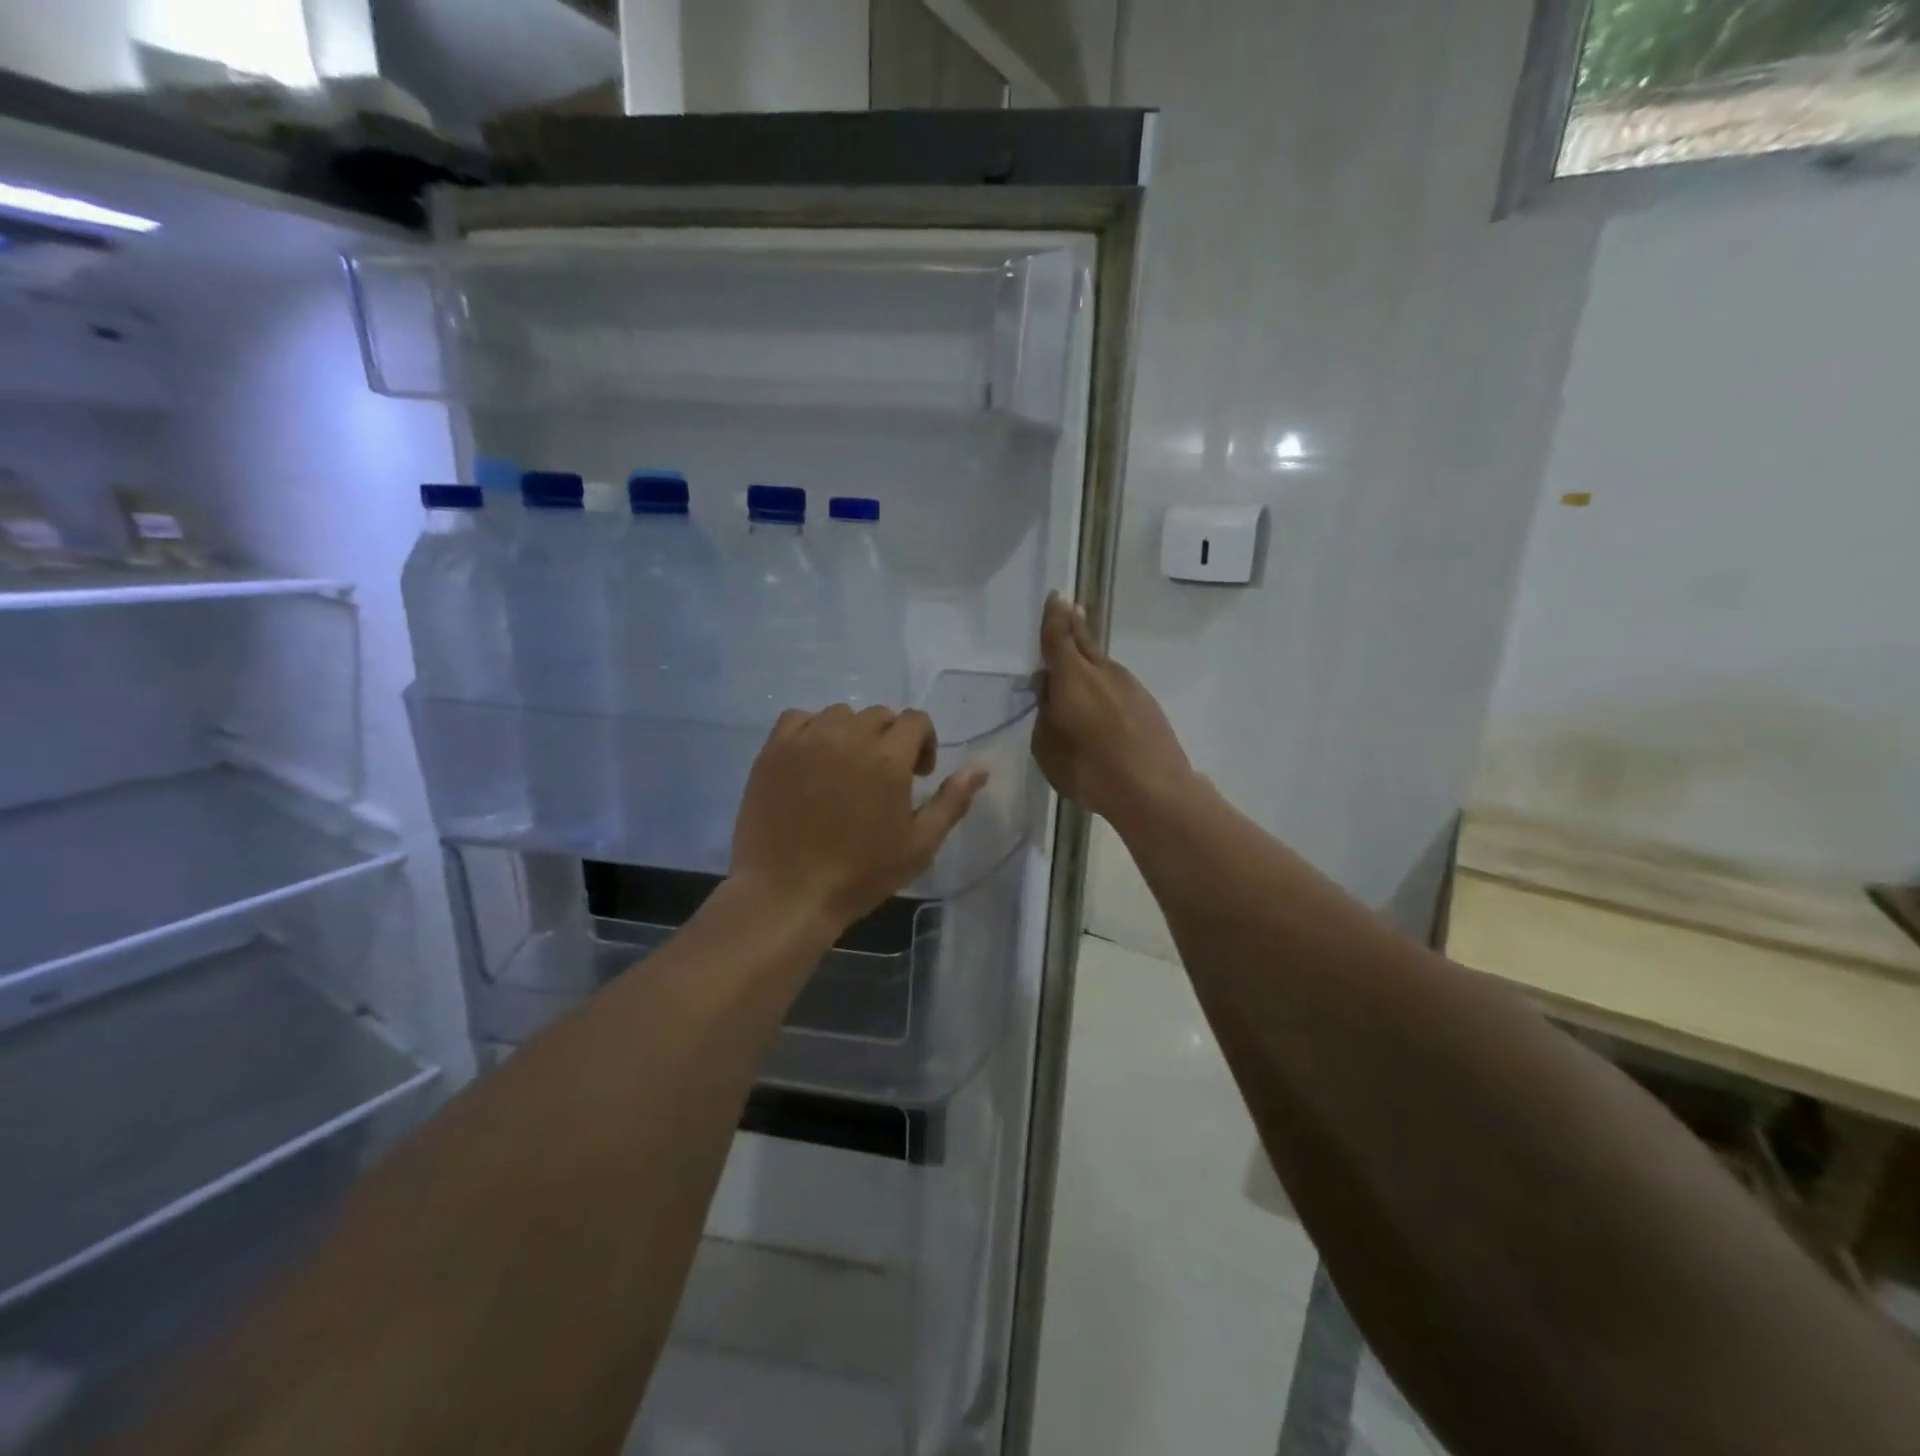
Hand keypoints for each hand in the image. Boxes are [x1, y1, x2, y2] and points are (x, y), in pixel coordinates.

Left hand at [731, 705, 988, 932]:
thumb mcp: (920, 844)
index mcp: (888, 757)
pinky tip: (813, 760)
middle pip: (880, 715)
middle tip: (883, 778)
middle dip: (890, 739)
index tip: (917, 776)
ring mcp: (807, 740)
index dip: (924, 743)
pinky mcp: (774, 750)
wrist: (788, 893)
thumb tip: (980, 768)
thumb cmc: (860, 874)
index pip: (916, 720)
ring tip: (847, 769)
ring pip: (840, 714)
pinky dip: (812, 730)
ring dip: (853, 733)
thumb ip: (952, 801)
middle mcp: (849, 736)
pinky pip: (799, 719)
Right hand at [1033, 592, 1191, 823]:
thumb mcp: (1047, 747)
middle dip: (1074, 625)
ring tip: (1077, 667)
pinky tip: (1101, 706)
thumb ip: (1044, 713)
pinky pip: (1117, 686)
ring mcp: (1129, 686)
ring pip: (1102, 665)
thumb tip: (1049, 689)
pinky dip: (1104, 686)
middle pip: (1084, 641)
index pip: (1058, 637)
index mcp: (1072, 677)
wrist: (1153, 790)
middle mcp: (1103, 672)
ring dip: (1088, 661)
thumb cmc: (1089, 769)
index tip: (1056, 596)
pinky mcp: (1147, 704)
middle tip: (1070, 609)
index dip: (1054, 616)